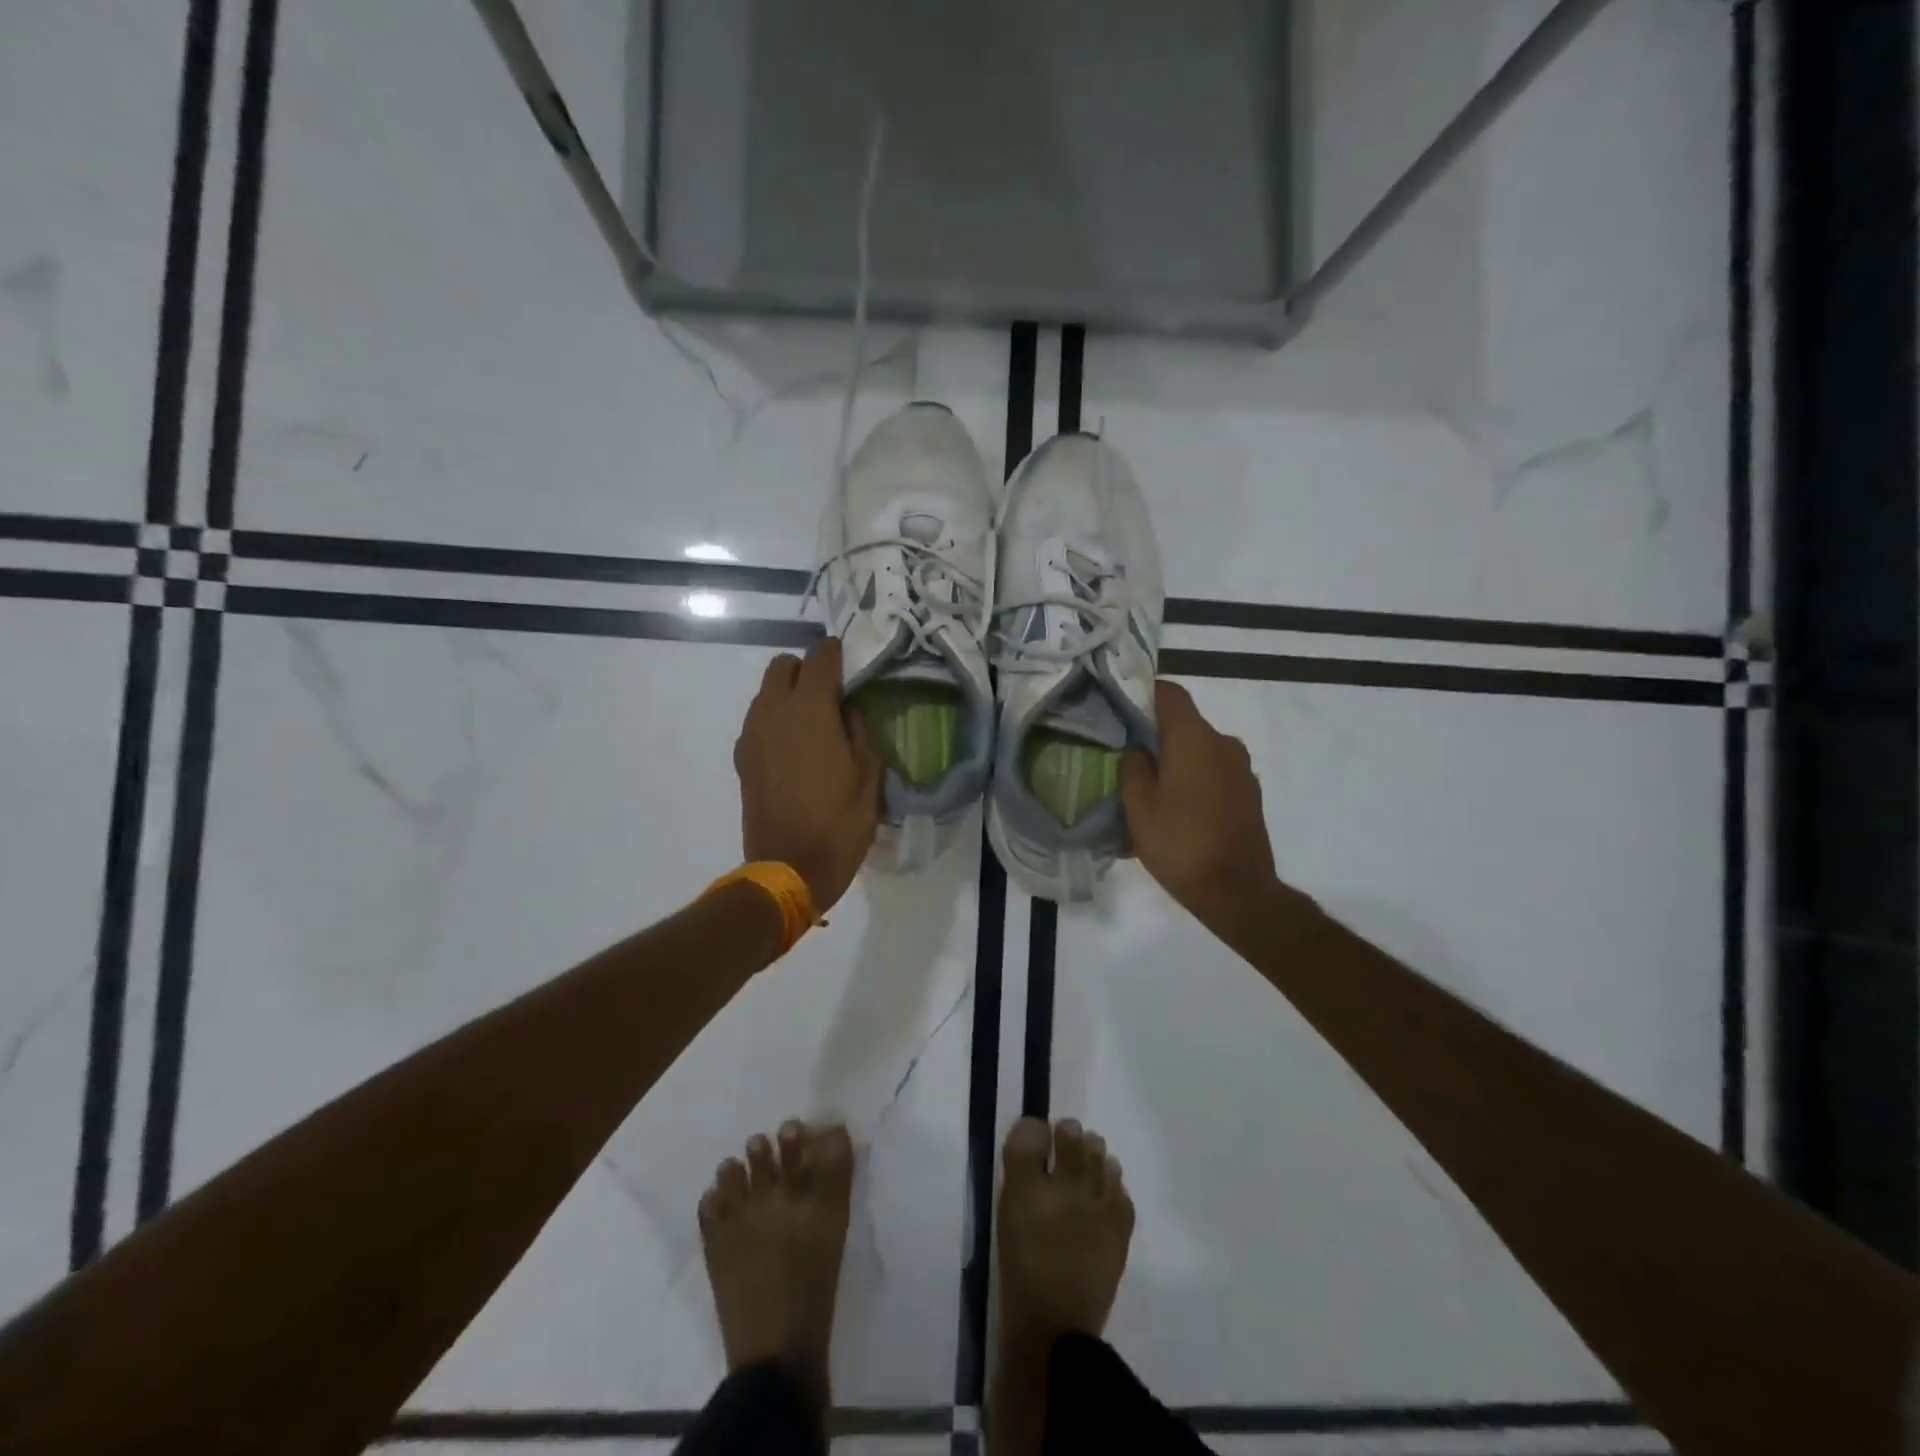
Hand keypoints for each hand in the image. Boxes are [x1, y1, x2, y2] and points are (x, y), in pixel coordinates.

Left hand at [734, 637, 881, 912]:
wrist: (790, 868)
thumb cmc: (840, 820)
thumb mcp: (868, 773)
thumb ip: (858, 728)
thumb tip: (847, 707)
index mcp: (810, 710)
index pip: (820, 657)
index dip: (837, 653)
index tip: (850, 662)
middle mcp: (773, 712)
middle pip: (783, 666)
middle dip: (806, 669)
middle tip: (831, 694)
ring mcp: (751, 735)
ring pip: (766, 692)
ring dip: (788, 694)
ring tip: (813, 723)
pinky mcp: (742, 758)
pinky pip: (758, 721)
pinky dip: (775, 720)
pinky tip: (794, 749)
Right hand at [1120, 680, 1278, 923]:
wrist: (1237, 891)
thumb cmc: (1180, 843)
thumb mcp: (1138, 806)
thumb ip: (1132, 767)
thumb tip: (1138, 749)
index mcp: (1194, 738)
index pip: (1169, 693)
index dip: (1143, 694)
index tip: (1121, 711)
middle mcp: (1223, 743)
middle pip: (1184, 724)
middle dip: (1156, 737)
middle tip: (1127, 761)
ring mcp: (1242, 770)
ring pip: (1199, 751)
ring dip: (1176, 763)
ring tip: (1152, 794)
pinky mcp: (1249, 795)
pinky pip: (1214, 774)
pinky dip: (1194, 783)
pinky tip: (1178, 813)